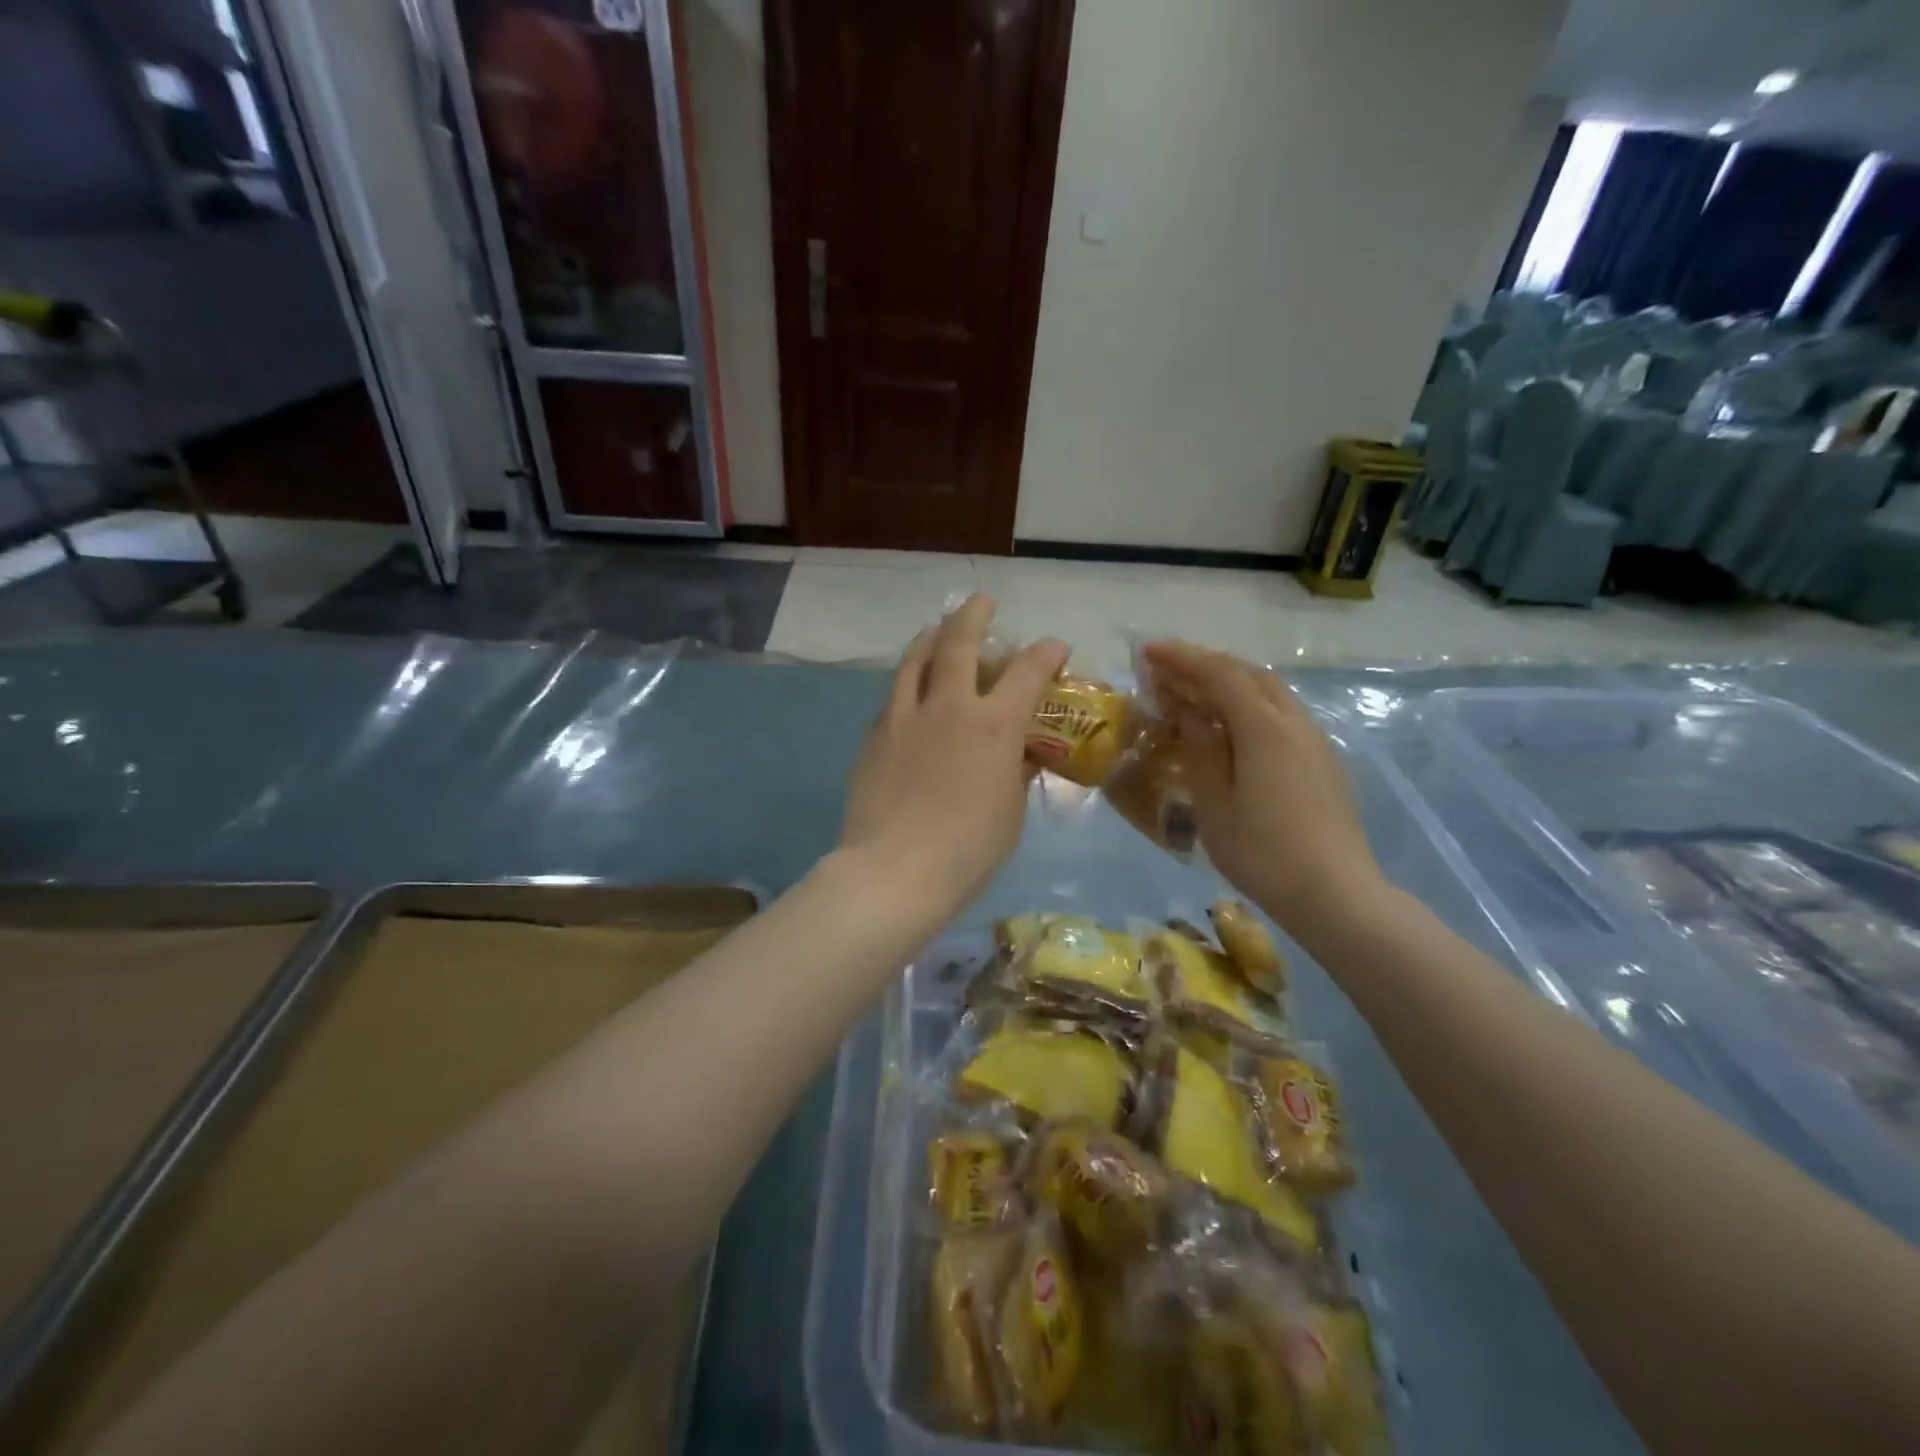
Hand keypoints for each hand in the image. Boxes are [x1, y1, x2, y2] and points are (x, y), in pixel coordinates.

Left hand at [841, 597, 1067, 917]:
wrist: (895, 870)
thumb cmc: (968, 849)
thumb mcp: (1010, 812)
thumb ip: (1015, 773)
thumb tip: (1018, 756)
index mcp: (994, 725)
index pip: (1027, 672)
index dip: (1045, 653)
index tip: (1054, 646)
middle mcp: (948, 706)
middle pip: (959, 643)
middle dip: (974, 615)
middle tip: (982, 602)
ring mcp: (905, 717)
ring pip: (915, 659)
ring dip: (931, 638)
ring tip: (937, 631)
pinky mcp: (875, 735)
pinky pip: (894, 695)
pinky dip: (908, 682)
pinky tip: (910, 691)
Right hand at [1141, 642, 1382, 930]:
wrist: (1336, 894)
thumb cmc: (1263, 853)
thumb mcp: (1215, 804)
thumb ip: (1201, 750)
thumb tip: (1190, 713)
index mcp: (1264, 728)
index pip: (1219, 674)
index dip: (1182, 658)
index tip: (1147, 651)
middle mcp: (1294, 722)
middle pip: (1249, 674)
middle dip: (1206, 663)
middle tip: (1167, 669)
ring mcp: (1314, 740)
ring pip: (1269, 691)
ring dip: (1230, 682)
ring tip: (1193, 693)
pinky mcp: (1322, 760)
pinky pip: (1280, 714)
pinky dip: (1248, 704)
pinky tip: (1230, 727)